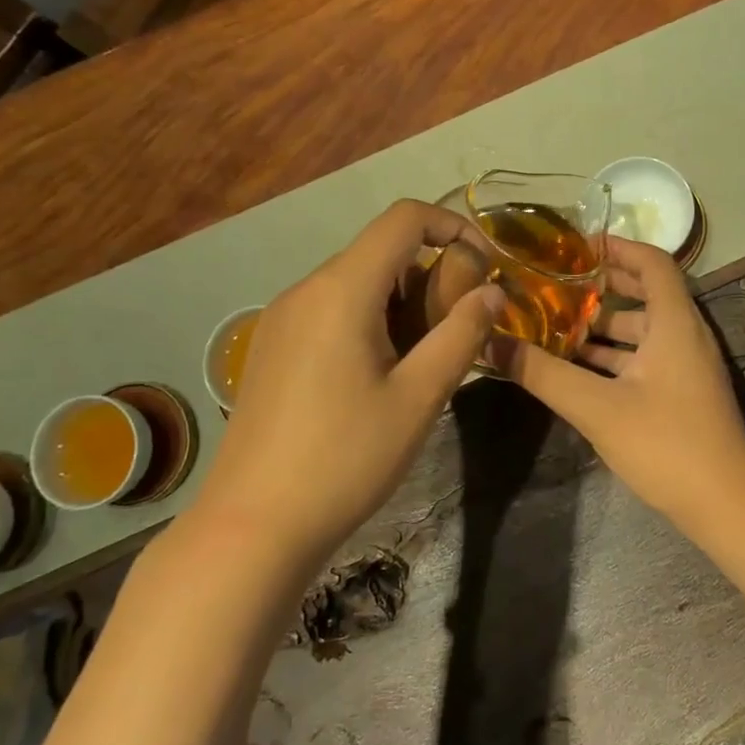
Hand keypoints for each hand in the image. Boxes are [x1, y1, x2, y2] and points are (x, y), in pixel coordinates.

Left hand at [198, 200, 504, 561]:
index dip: (453, 226)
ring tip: (424, 359)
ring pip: (358, 282)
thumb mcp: (419, 397)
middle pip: (381, 251)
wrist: (252, 525)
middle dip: (432, 275)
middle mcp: (306, 289)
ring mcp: (282, 318)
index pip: (404, 219)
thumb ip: (462, 335)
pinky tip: (381, 375)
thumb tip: (492, 292)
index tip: (486, 266)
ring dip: (403, 302)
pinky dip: (372, 319)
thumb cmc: (345, 458)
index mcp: (342, 290)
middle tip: (459, 330)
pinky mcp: (273, 347)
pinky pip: (333, 309)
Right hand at [494, 238, 744, 525]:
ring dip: (603, 328)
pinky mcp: (683, 395)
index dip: (618, 247)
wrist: (726, 505)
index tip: (577, 247)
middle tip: (555, 286)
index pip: (653, 262)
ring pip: (643, 332)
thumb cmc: (666, 444)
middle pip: (646, 295)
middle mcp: (686, 336)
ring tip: (555, 327)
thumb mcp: (597, 407)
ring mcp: (687, 368)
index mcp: (676, 323)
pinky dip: (614, 358)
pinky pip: (646, 360)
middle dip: (602, 289)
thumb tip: (491, 343)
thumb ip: (544, 374)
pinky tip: (578, 371)